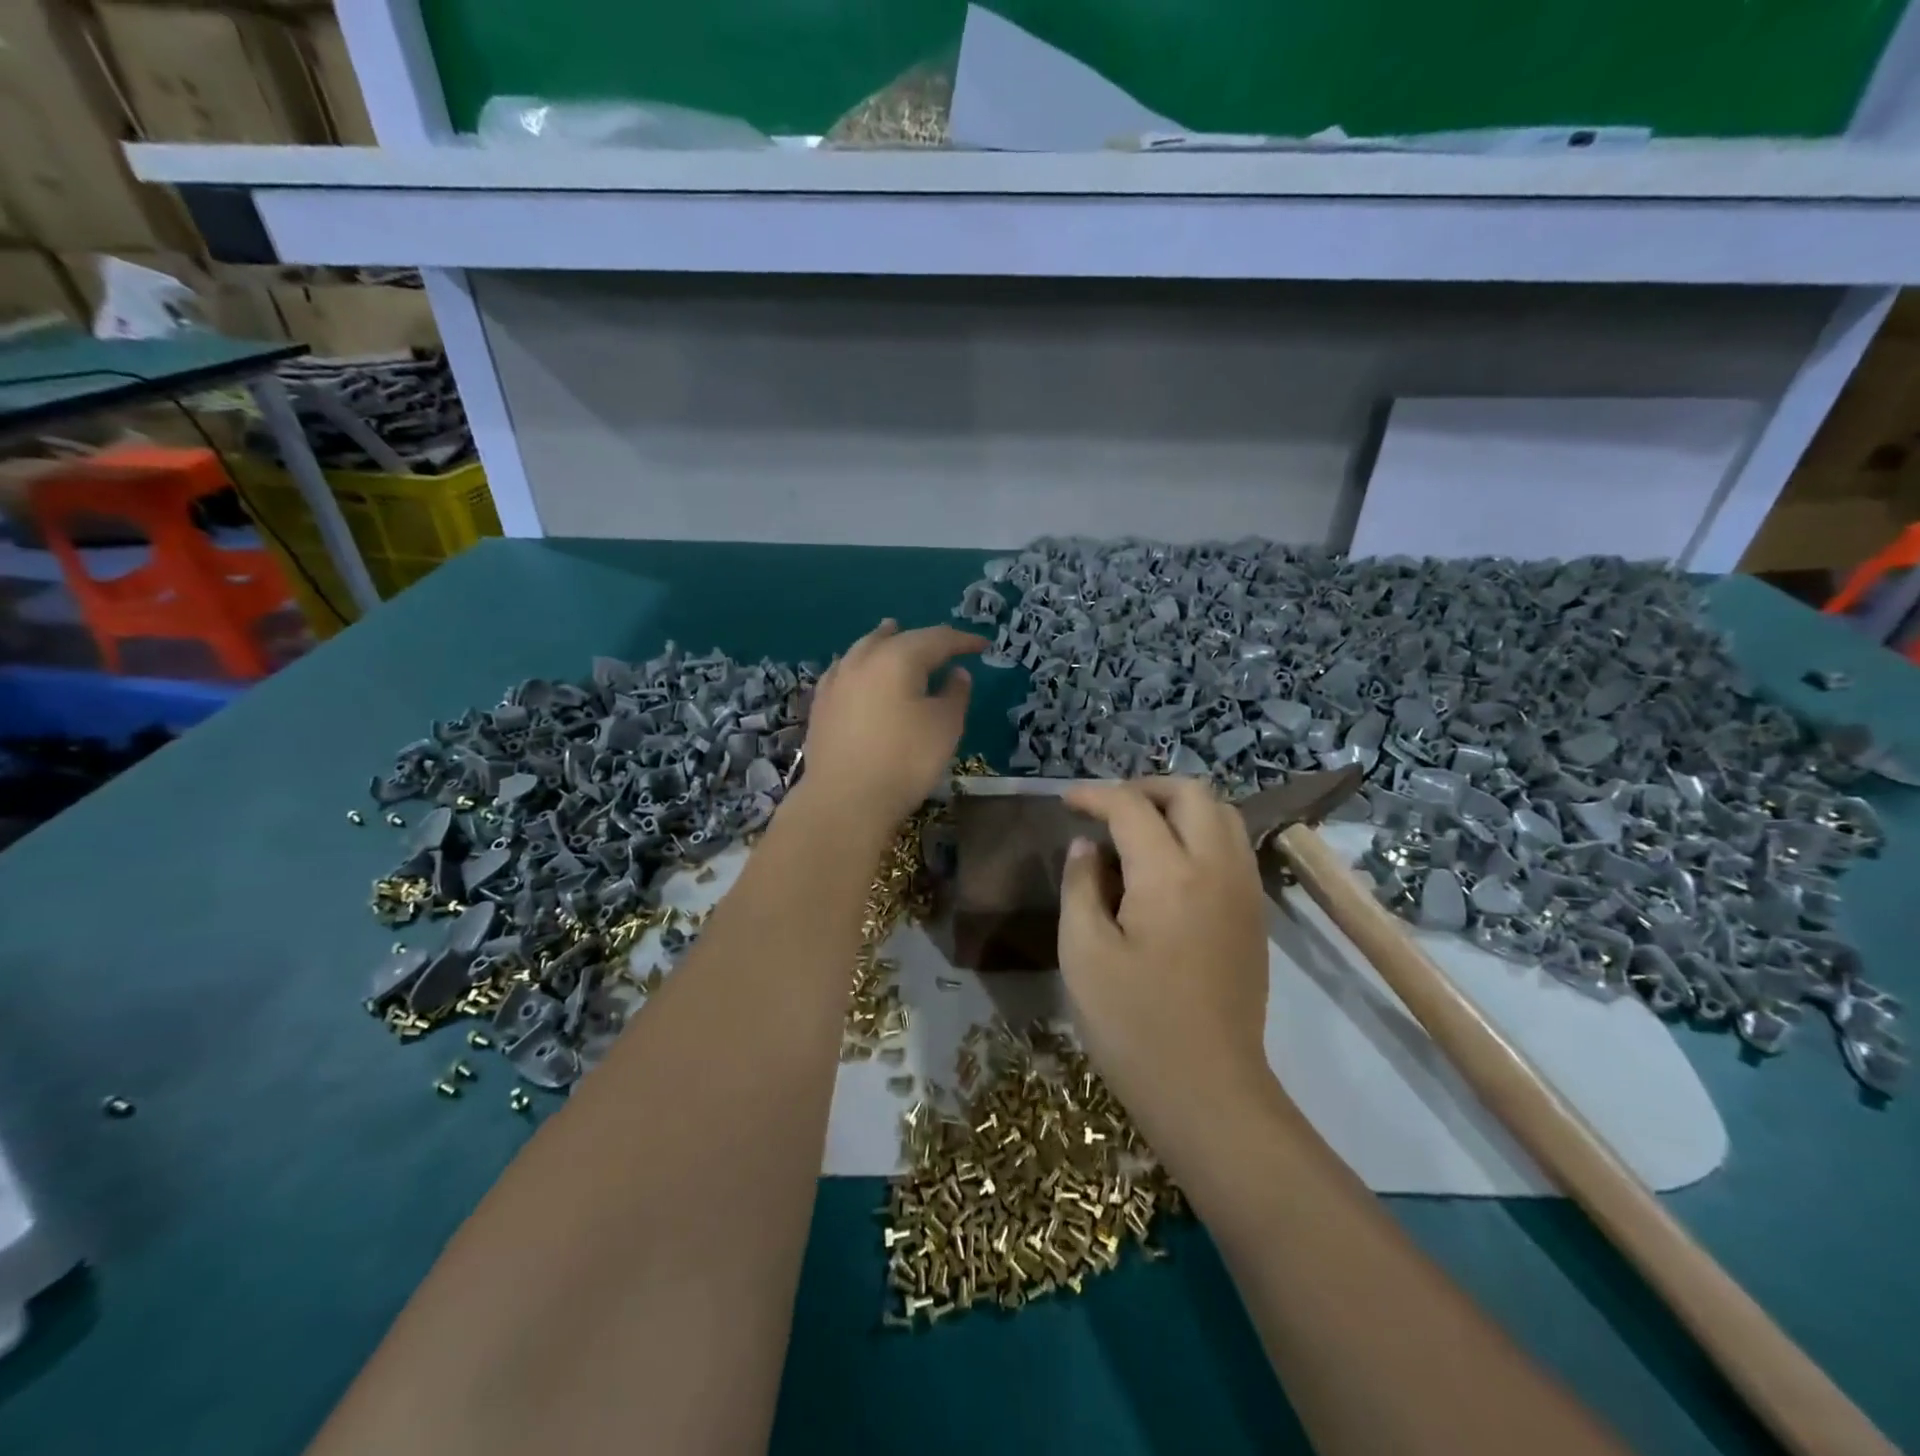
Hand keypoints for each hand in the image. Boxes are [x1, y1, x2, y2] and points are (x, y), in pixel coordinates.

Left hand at [800, 620, 985, 823]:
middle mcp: (864, 660)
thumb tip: (956, 673)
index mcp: (898, 658)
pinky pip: (844, 670)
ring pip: (864, 649)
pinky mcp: (821, 705)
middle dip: (922, 638)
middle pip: (896, 638)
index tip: (983, 645)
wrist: (844, 800)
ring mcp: (837, 681)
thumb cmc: (905, 760)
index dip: (962, 640)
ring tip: (892, 633)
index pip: (937, 639)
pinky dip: (859, 664)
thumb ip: (955, 694)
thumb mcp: (945, 727)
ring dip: (883, 641)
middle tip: (942, 642)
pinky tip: (857, 670)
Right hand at [1058, 777, 1272, 1135]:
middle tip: (1107, 809)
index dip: (1095, 796)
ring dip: (1179, 807)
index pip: (1132, 807)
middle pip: (1193, 793)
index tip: (1067, 803)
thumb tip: (1087, 848)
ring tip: (1139, 831)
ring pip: (1223, 815)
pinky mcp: (1254, 917)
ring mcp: (1244, 892)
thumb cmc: (1133, 1024)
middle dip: (1146, 788)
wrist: (1207, 1092)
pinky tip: (1169, 866)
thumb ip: (1080, 886)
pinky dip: (1201, 834)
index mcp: (1170, 874)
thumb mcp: (1083, 953)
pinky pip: (1233, 847)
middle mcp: (1217, 868)